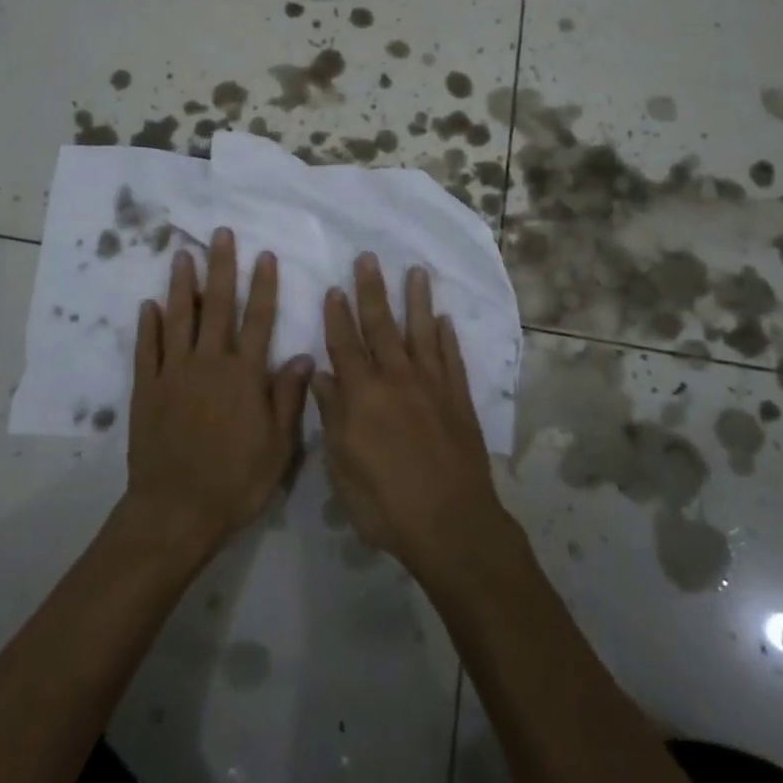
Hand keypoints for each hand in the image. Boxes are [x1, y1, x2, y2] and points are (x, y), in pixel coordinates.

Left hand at [123, 229, 312, 559]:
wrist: (175, 511)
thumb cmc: (235, 481)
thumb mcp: (278, 446)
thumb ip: (288, 397)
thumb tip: (305, 356)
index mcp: (244, 376)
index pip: (258, 320)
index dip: (262, 286)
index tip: (264, 255)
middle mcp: (209, 364)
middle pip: (217, 307)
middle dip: (221, 268)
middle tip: (219, 235)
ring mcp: (173, 374)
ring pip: (178, 319)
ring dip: (182, 285)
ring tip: (182, 255)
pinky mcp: (146, 390)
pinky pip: (146, 349)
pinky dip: (148, 325)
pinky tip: (149, 305)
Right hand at [314, 254, 506, 576]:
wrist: (451, 524)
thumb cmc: (385, 503)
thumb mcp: (343, 466)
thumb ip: (332, 416)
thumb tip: (323, 375)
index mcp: (363, 395)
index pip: (345, 345)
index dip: (338, 316)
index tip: (334, 288)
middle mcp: (397, 379)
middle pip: (381, 326)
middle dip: (372, 290)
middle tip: (368, 258)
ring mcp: (432, 386)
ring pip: (421, 332)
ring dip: (416, 300)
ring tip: (416, 271)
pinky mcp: (459, 399)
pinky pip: (452, 359)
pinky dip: (448, 337)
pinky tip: (445, 320)